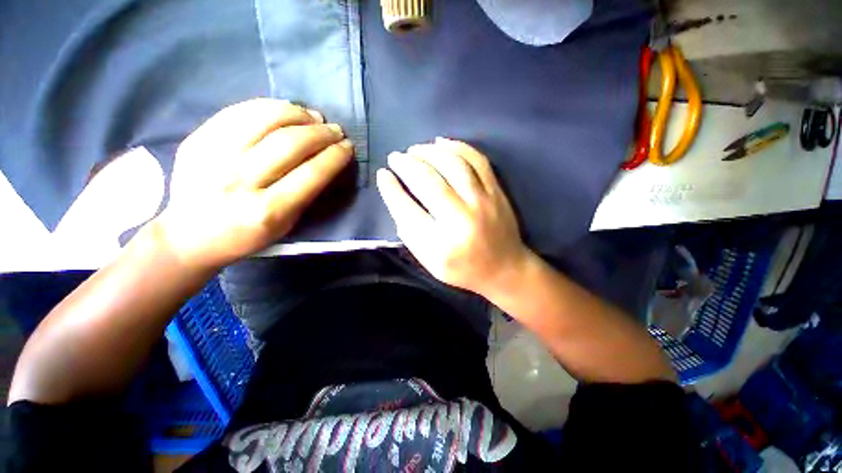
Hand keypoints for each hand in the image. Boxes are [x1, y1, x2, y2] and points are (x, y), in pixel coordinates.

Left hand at [156, 98, 352, 268]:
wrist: (189, 236)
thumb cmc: (247, 236)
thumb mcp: (286, 225)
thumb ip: (306, 194)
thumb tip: (326, 160)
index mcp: (267, 211)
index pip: (312, 174)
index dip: (335, 156)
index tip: (348, 147)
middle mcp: (240, 181)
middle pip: (290, 143)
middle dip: (321, 133)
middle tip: (336, 130)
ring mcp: (214, 156)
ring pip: (265, 119)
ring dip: (298, 114)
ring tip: (314, 116)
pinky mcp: (198, 140)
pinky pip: (239, 111)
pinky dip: (269, 106)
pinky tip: (287, 109)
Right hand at [376, 138, 530, 296]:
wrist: (504, 268)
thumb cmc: (462, 268)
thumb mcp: (429, 261)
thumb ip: (410, 233)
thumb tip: (396, 196)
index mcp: (441, 245)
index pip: (407, 209)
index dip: (390, 189)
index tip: (382, 174)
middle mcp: (461, 220)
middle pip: (428, 181)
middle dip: (406, 164)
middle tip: (395, 158)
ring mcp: (482, 202)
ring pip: (452, 164)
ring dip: (428, 151)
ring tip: (414, 150)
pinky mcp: (496, 191)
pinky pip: (477, 159)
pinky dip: (456, 146)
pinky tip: (440, 142)